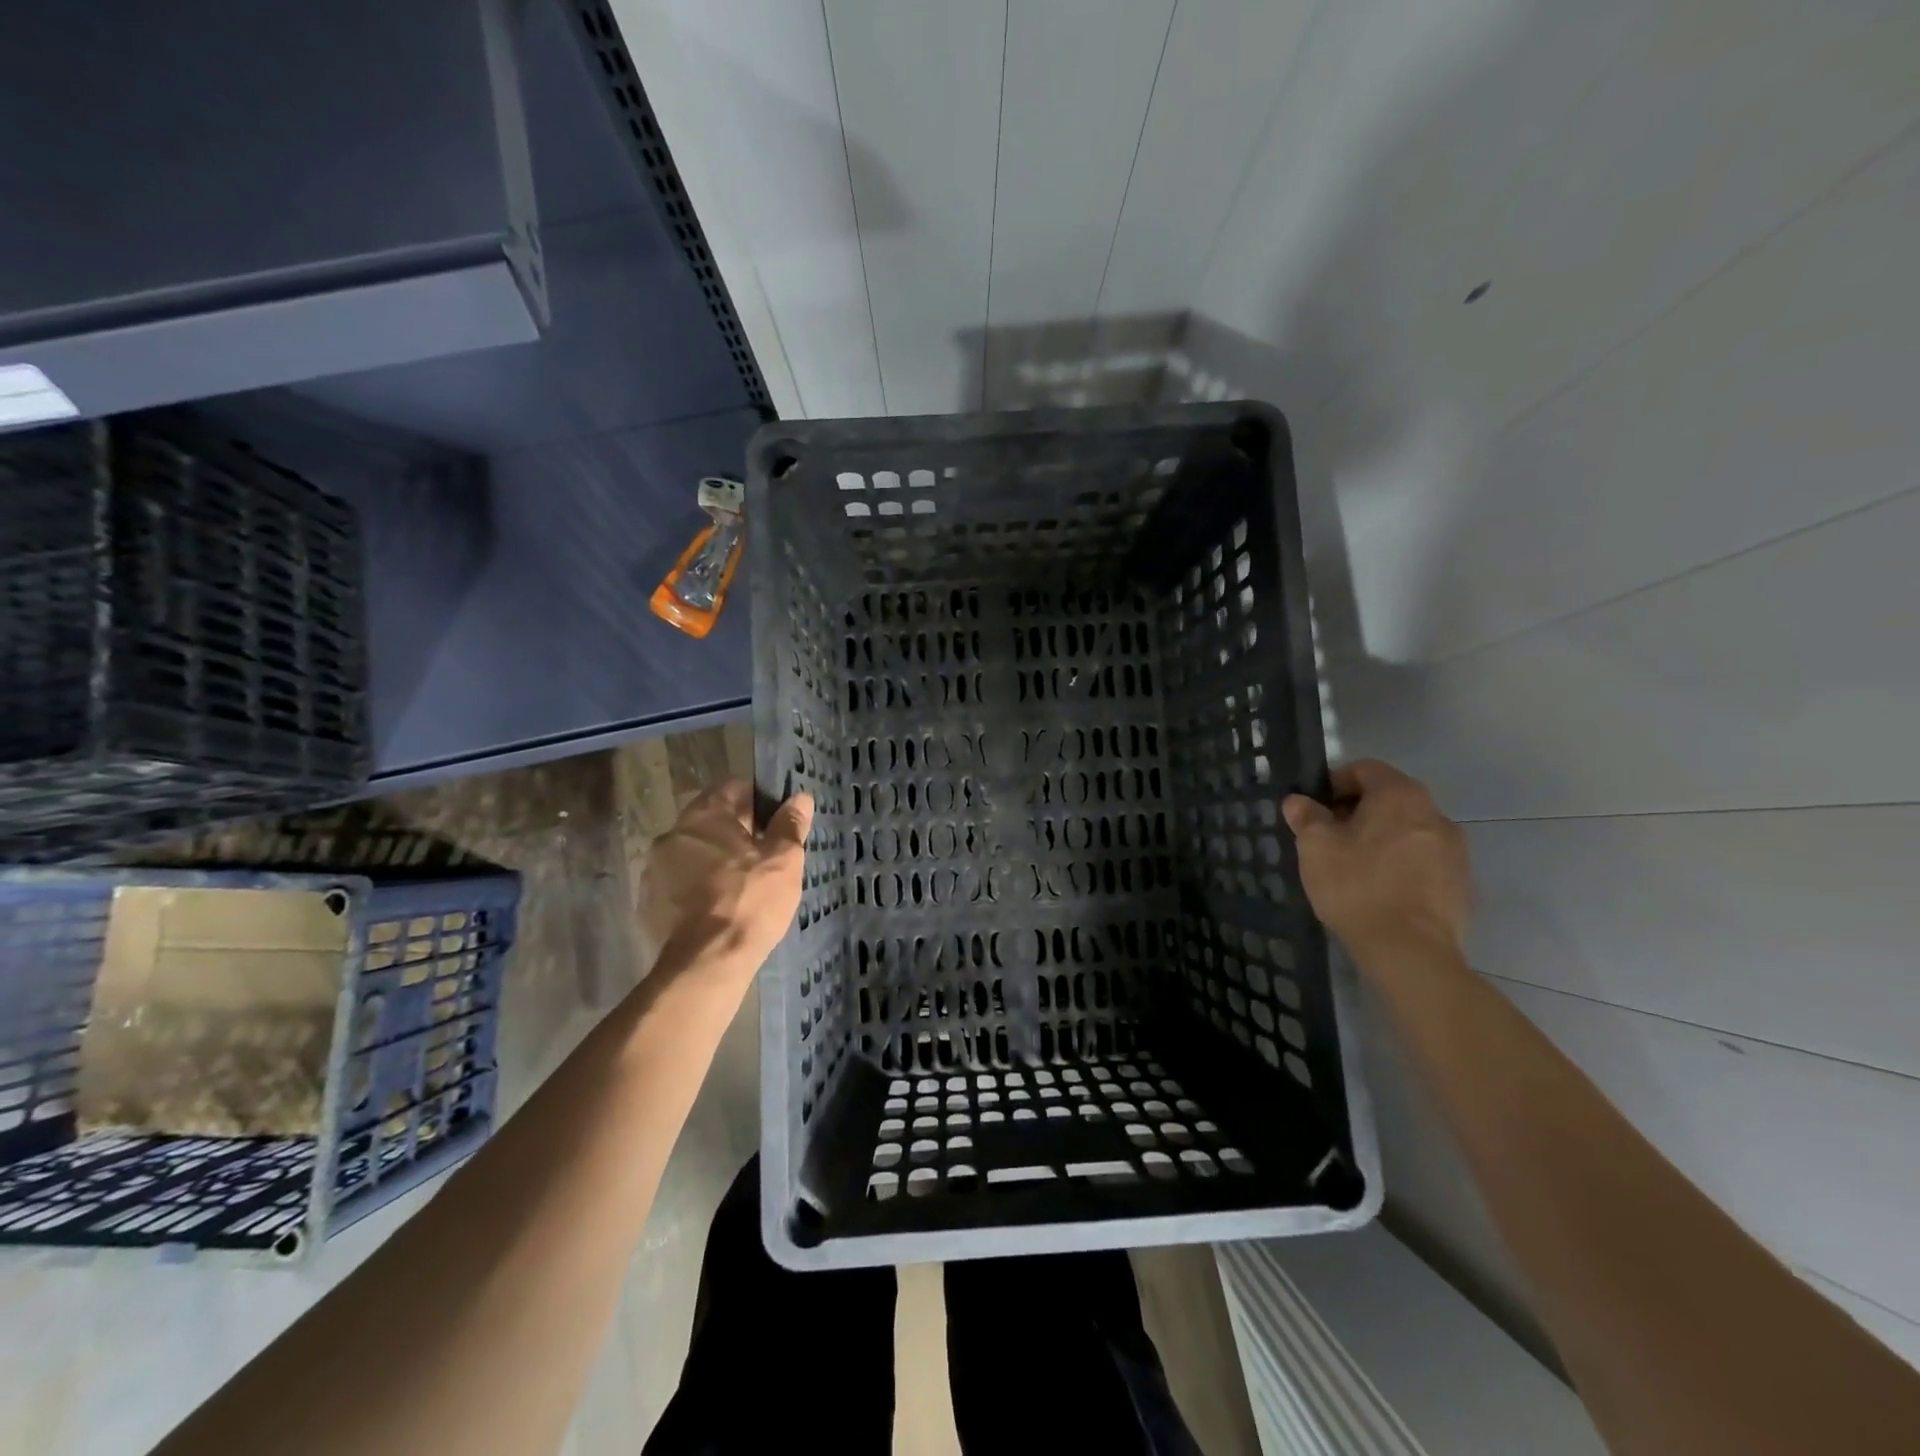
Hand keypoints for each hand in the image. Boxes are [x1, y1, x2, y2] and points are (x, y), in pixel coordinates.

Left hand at [645, 780, 812, 979]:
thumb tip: (800, 797)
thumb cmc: (750, 901)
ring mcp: (654, 871)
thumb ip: (790, 824)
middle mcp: (672, 835)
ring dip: (715, 861)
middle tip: (766, 854)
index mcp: (704, 816)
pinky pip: (680, 884)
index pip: (732, 788)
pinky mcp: (648, 904)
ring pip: (693, 854)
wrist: (706, 964)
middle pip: (711, 821)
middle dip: (737, 833)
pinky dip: (698, 888)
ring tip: (744, 884)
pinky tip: (720, 908)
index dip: (758, 799)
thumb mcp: (784, 859)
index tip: (777, 819)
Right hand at [1282, 759, 1470, 971]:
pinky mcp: (1461, 882)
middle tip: (1328, 836)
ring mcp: (1455, 849)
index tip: (1314, 806)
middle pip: (1390, 798)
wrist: (1410, 951)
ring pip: (1408, 829)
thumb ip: (1306, 816)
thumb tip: (1298, 801)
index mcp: (1400, 795)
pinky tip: (1379, 889)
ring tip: (1353, 865)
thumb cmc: (1357, 886)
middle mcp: (1434, 813)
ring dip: (1381, 837)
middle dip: (1357, 811)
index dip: (1335, 782)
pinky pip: (1423, 859)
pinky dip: (1401, 863)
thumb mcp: (1315, 847)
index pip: (1365, 769)